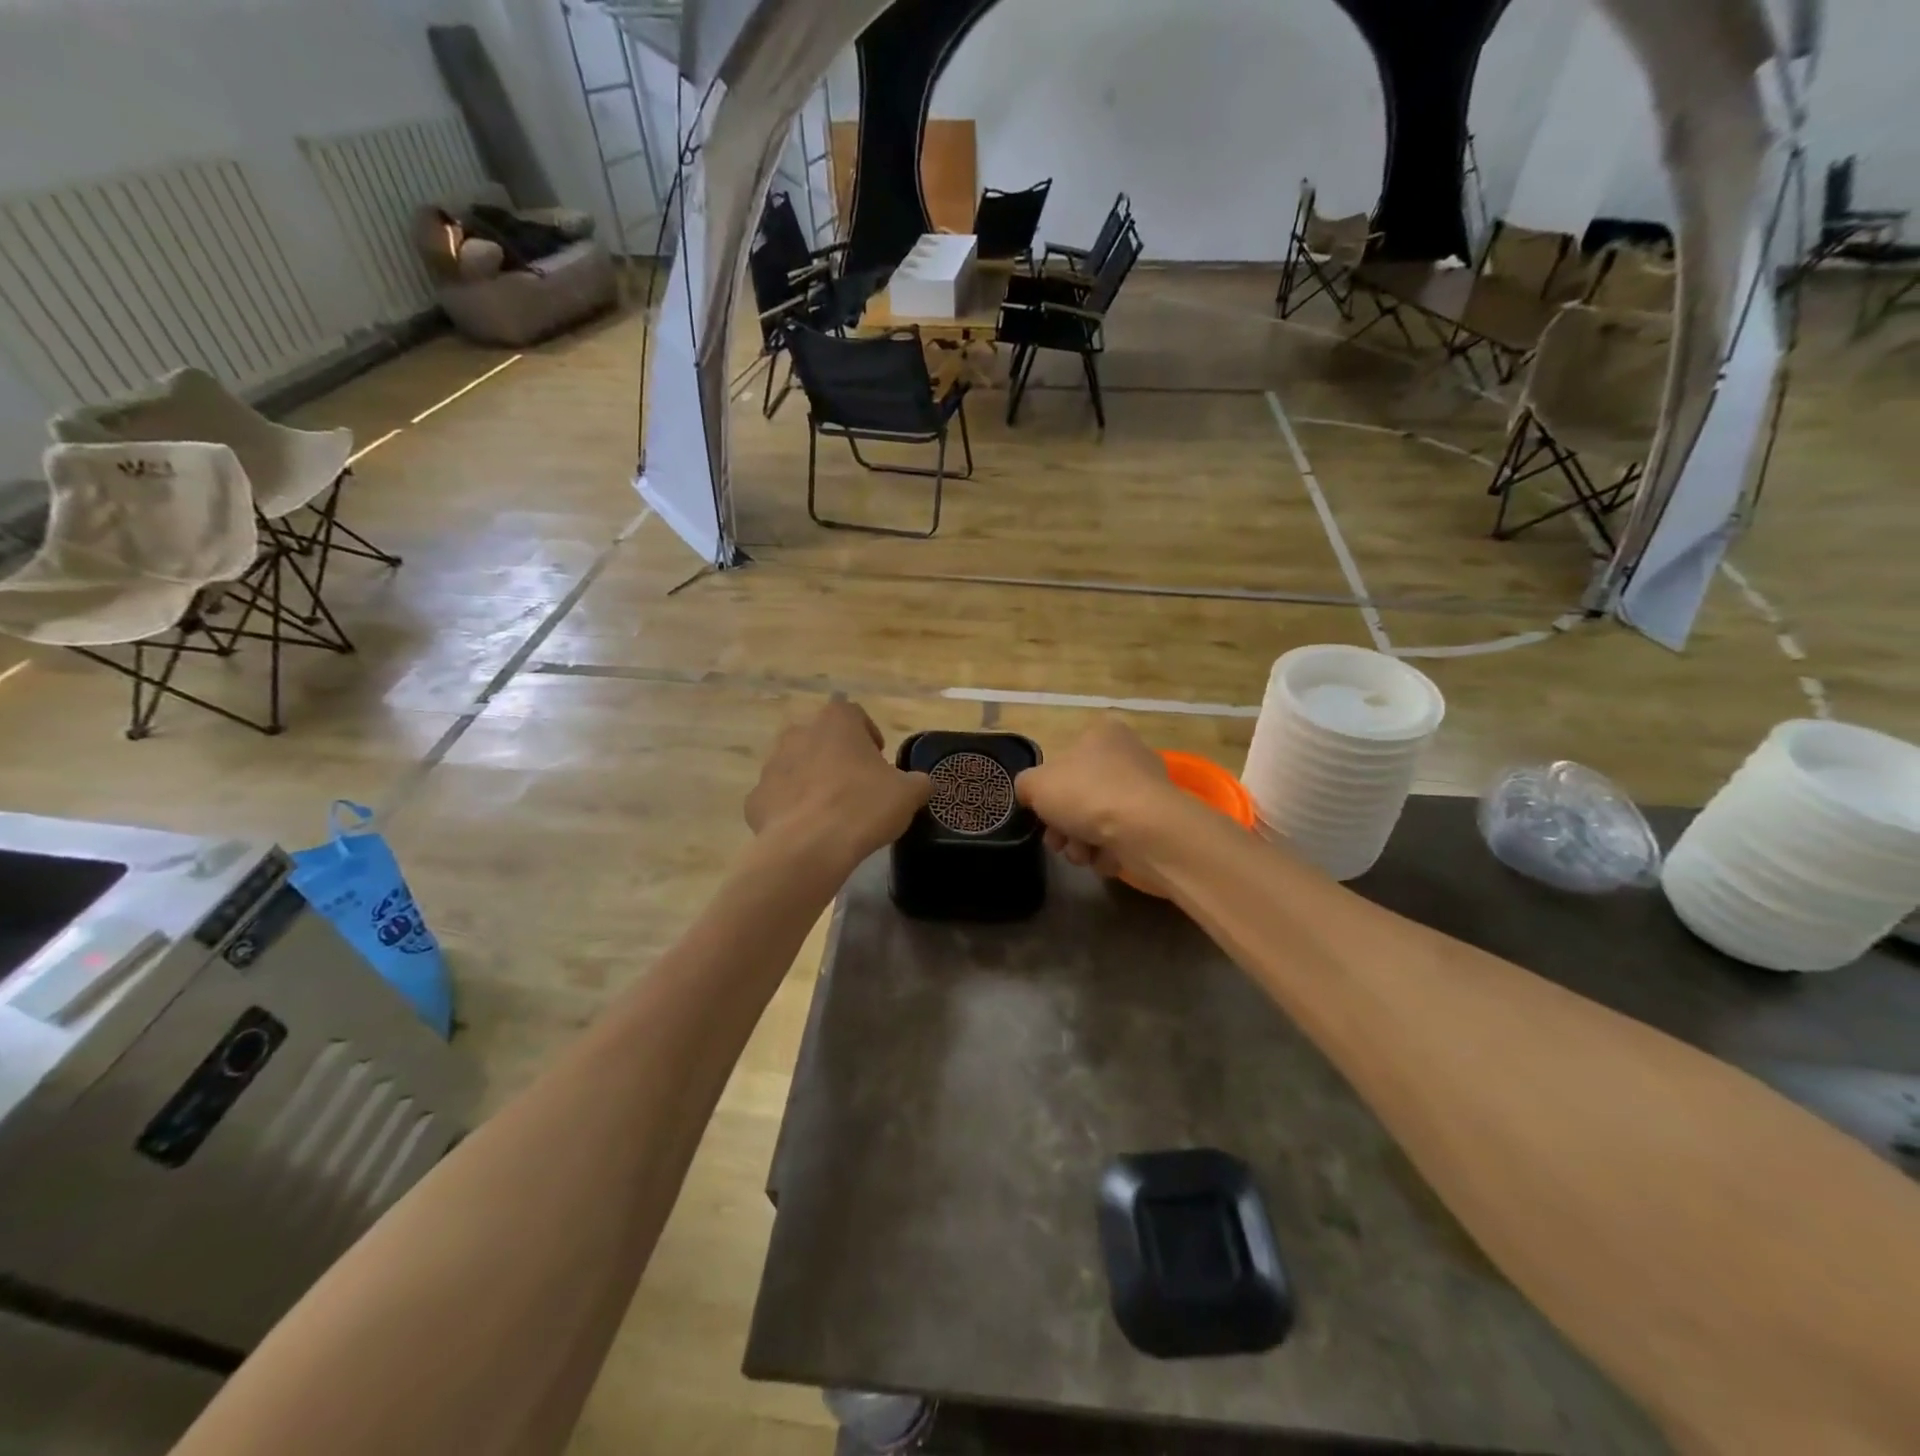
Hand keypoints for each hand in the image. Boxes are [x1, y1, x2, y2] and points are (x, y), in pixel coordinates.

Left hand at [746, 701, 930, 869]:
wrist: (809, 847)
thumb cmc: (863, 807)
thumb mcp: (908, 794)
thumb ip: (918, 782)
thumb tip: (920, 783)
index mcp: (836, 722)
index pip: (854, 714)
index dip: (869, 735)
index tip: (879, 760)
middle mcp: (799, 733)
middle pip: (821, 738)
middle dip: (837, 756)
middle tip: (857, 785)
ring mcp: (771, 765)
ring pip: (796, 766)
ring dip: (812, 780)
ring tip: (831, 809)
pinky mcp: (755, 798)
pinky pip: (778, 797)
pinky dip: (790, 808)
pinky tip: (808, 829)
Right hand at [1015, 720, 1183, 884]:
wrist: (1144, 831)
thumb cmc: (1087, 794)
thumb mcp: (1036, 784)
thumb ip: (1026, 785)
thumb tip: (1031, 793)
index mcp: (1103, 733)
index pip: (1066, 756)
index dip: (1049, 787)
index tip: (1042, 810)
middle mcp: (1129, 755)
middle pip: (1081, 793)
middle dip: (1064, 825)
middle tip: (1057, 841)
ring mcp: (1146, 790)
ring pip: (1099, 820)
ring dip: (1082, 842)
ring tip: (1082, 854)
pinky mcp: (1157, 822)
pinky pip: (1122, 838)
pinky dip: (1108, 852)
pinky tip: (1104, 858)